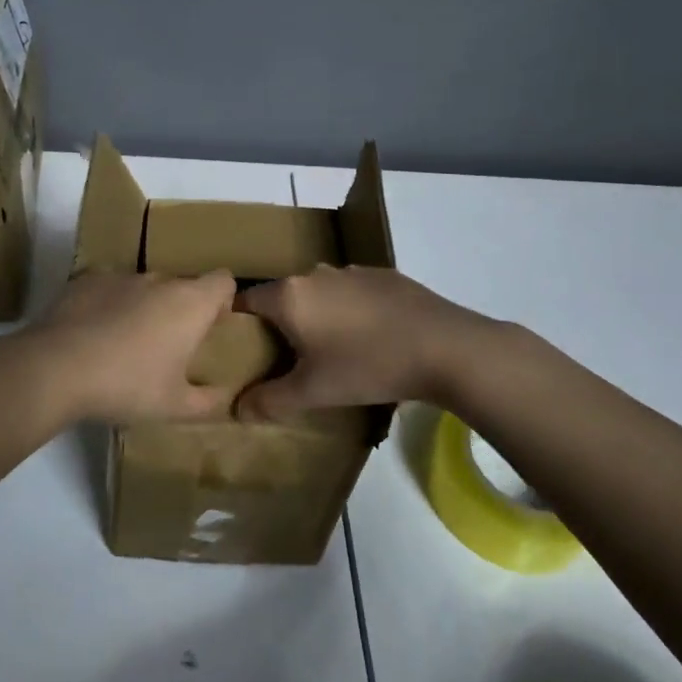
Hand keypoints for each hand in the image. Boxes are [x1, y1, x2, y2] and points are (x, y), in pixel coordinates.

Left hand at [25, 271, 238, 422]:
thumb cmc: (127, 385)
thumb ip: (209, 402)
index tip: (211, 327)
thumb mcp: (175, 406)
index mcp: (189, 303)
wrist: (56, 368)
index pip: (223, 281)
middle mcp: (158, 280)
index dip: (223, 300)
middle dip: (180, 310)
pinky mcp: (85, 280)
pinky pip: (108, 289)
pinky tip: (93, 335)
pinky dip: (108, 305)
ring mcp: (119, 276)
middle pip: (181, 285)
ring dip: (143, 307)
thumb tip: (226, 398)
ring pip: (143, 287)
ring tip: (125, 344)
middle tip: (168, 347)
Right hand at [235, 265, 486, 420]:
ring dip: (316, 316)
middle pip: (282, 296)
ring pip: (318, 293)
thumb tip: (237, 410)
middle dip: (278, 324)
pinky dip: (349, 311)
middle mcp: (315, 274)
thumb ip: (270, 401)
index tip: (239, 348)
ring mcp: (352, 271)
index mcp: (290, 296)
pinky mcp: (384, 276)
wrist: (445, 347)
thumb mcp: (314, 392)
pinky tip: (368, 338)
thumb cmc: (368, 366)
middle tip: (284, 358)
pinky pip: (351, 292)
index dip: (236, 323)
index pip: (245, 300)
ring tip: (329, 350)